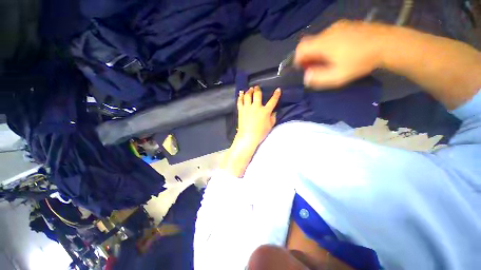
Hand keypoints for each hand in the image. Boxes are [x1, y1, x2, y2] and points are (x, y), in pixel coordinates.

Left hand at [237, 86, 280, 146]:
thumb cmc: (260, 133)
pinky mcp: (241, 110)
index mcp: (265, 111)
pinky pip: (240, 101)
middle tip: (257, 87)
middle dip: (257, 89)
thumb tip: (274, 111)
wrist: (248, 137)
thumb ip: (273, 117)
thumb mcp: (270, 126)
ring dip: (249, 91)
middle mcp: (256, 107)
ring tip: (250, 89)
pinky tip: (241, 93)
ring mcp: (247, 108)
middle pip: (257, 94)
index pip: (273, 101)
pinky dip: (240, 96)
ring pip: (247, 95)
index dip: (276, 95)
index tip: (278, 90)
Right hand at [295, 20, 388, 88]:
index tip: (303, 68)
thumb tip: (306, 77)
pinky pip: (329, 36)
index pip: (301, 48)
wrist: (387, 43)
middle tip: (315, 67)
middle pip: (309, 43)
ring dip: (317, 51)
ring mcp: (338, 26)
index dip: (298, 59)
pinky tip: (337, 52)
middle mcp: (328, 32)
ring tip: (327, 61)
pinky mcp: (347, 25)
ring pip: (319, 40)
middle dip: (308, 57)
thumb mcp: (337, 76)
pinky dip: (327, 45)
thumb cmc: (360, 61)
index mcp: (323, 43)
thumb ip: (318, 78)